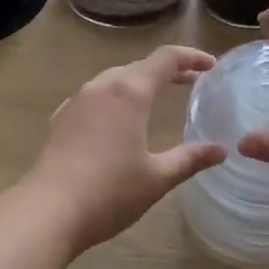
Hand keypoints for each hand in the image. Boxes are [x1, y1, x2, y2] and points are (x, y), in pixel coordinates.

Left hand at [26, 46, 224, 254]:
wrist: (47, 211)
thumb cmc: (109, 192)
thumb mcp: (157, 178)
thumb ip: (190, 159)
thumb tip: (221, 151)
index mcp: (131, 92)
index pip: (166, 59)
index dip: (192, 57)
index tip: (212, 66)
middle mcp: (103, 86)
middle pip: (141, 66)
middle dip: (169, 70)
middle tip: (192, 81)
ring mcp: (78, 100)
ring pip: (115, 78)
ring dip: (140, 81)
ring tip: (157, 96)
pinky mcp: (62, 117)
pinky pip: (95, 95)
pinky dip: (115, 97)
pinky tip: (116, 117)